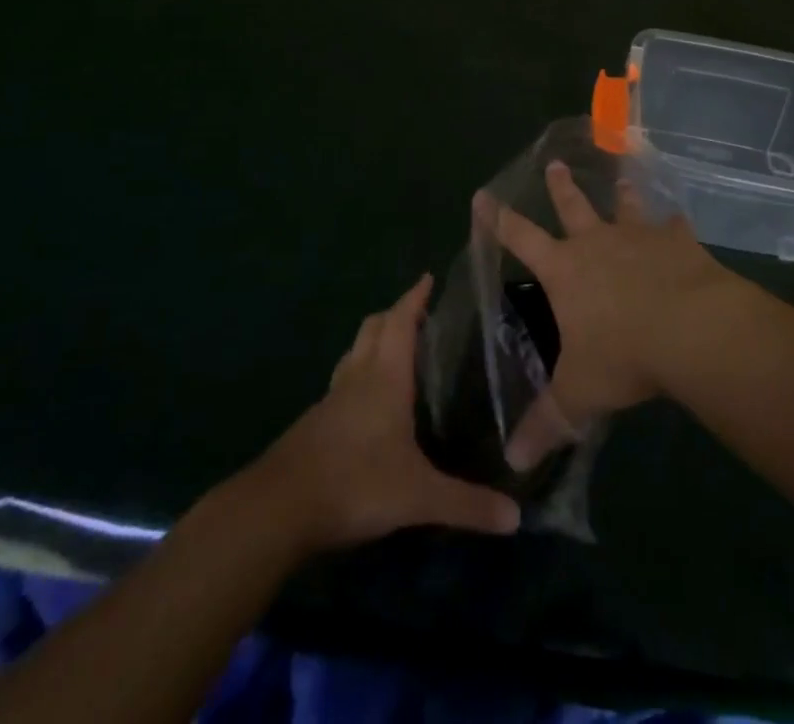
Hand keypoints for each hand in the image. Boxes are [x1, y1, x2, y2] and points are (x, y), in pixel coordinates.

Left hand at [259, 275, 520, 549]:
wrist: (277, 510)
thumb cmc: (354, 484)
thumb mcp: (418, 497)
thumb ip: (466, 504)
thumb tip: (516, 517)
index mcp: (385, 378)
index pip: (401, 322)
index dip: (415, 297)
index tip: (427, 277)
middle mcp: (358, 378)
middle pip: (373, 328)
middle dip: (394, 313)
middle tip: (417, 313)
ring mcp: (331, 400)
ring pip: (354, 354)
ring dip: (374, 341)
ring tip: (394, 349)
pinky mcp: (314, 425)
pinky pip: (342, 384)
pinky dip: (359, 376)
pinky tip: (367, 403)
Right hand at [475, 161, 746, 470]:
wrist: (690, 328)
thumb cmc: (624, 356)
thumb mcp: (579, 395)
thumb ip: (546, 424)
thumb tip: (512, 463)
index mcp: (565, 270)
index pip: (520, 238)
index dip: (498, 219)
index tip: (483, 194)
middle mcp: (598, 243)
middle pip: (573, 207)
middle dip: (560, 187)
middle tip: (554, 164)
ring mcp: (640, 237)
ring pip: (625, 207)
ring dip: (621, 193)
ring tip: (622, 177)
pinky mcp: (679, 242)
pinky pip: (674, 226)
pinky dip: (674, 223)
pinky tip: (679, 218)